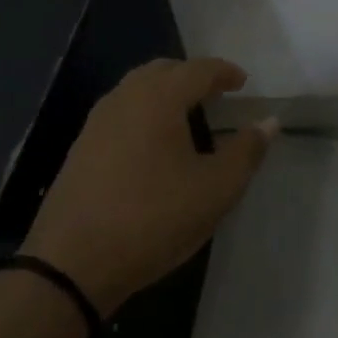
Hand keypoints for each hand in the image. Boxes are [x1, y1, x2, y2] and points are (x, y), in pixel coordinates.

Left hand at [21, 57, 275, 312]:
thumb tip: (268, 122)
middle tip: (215, 94)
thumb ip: (246, 151)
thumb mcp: (216, 189)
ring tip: (187, 116)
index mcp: (160, 99)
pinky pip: (120, 113)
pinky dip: (144, 113)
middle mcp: (125, 99)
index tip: (242, 83)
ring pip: (137, 90)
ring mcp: (97, 124)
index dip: (225, 73)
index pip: (199, 69)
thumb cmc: (153, 219)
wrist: (69, 267)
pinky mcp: (80, 150)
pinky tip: (153, 145)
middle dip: (192, 76)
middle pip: (163, 70)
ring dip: (165, 93)